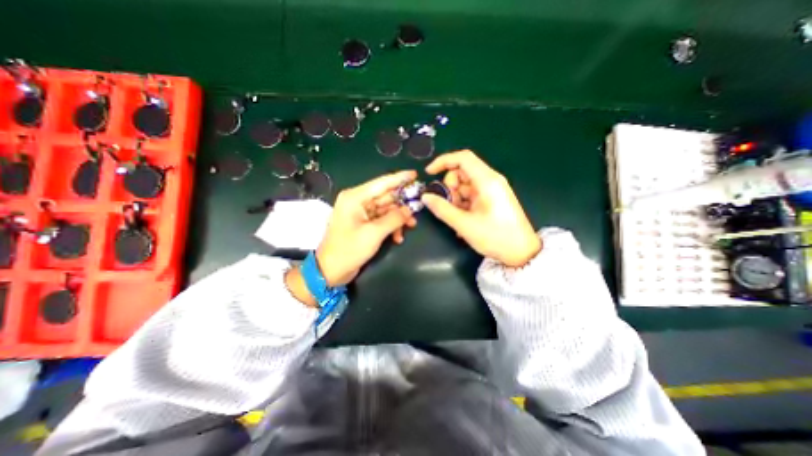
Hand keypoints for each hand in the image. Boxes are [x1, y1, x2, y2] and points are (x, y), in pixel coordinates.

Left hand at [316, 169, 414, 286]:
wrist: (331, 271)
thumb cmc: (349, 250)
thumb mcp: (374, 233)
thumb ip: (394, 219)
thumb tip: (409, 209)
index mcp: (356, 197)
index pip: (382, 183)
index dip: (400, 178)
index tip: (415, 174)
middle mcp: (358, 201)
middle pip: (386, 196)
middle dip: (402, 204)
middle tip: (419, 208)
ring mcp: (361, 213)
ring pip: (386, 209)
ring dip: (399, 218)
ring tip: (411, 227)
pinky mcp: (364, 223)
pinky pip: (382, 219)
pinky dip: (391, 227)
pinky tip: (397, 238)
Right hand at [418, 149, 538, 265]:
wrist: (522, 252)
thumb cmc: (495, 237)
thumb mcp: (464, 224)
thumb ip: (442, 209)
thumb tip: (425, 197)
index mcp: (487, 181)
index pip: (463, 158)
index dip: (443, 161)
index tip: (429, 173)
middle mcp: (490, 180)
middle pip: (462, 172)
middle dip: (450, 187)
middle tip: (450, 207)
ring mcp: (492, 189)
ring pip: (465, 184)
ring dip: (455, 198)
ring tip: (458, 218)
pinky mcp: (492, 198)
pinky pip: (471, 194)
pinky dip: (463, 203)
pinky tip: (463, 219)